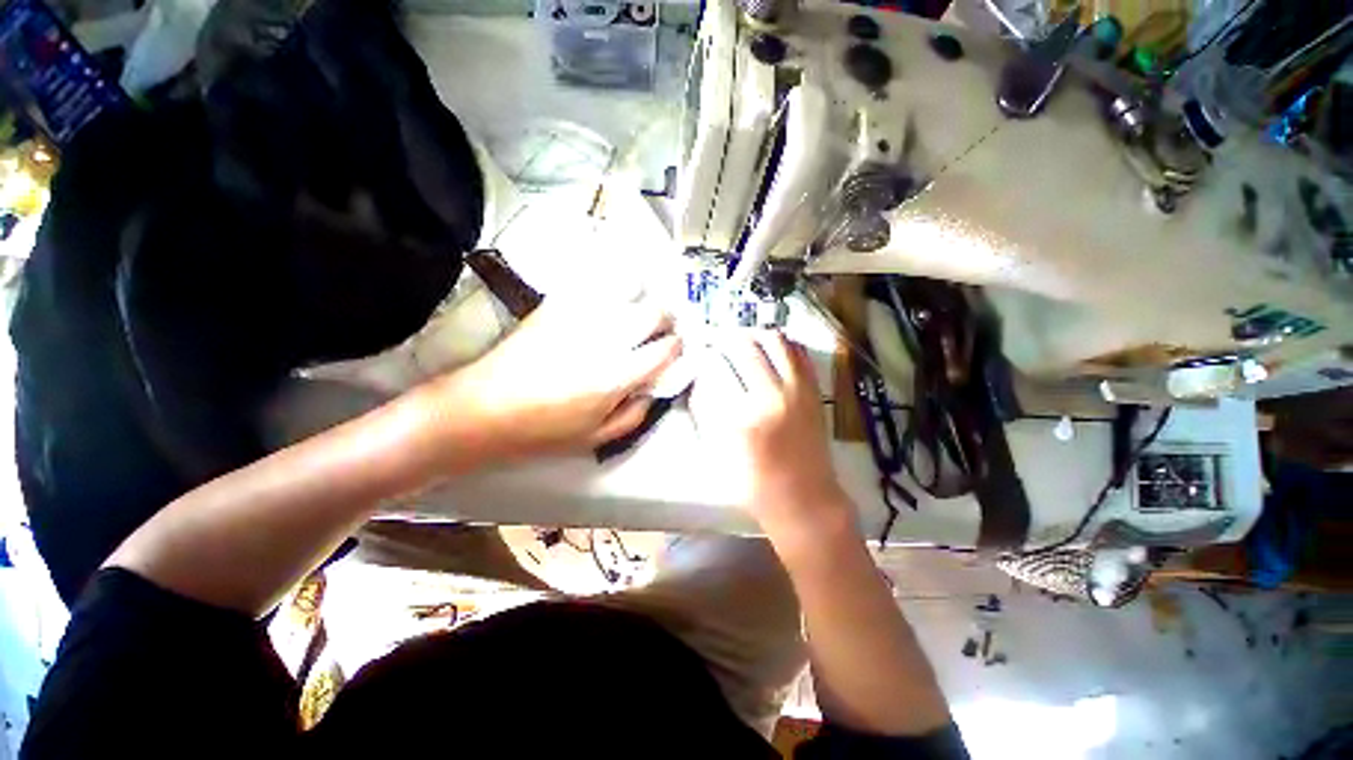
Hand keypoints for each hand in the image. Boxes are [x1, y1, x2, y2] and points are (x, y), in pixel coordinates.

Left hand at [422, 299, 680, 462]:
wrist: (482, 409)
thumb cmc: (541, 431)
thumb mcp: (596, 438)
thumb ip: (634, 414)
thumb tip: (653, 388)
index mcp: (616, 375)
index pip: (665, 348)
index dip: (676, 347)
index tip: (673, 350)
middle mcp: (604, 339)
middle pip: (653, 311)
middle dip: (665, 319)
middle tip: (659, 329)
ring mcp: (579, 316)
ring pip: (628, 290)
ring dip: (640, 301)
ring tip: (634, 314)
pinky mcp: (556, 305)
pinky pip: (595, 286)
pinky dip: (611, 291)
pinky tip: (607, 304)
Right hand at [689, 331, 852, 547]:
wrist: (805, 498)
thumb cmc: (754, 484)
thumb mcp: (718, 451)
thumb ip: (706, 411)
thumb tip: (701, 378)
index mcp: (742, 418)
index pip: (715, 369)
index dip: (703, 357)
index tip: (698, 355)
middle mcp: (772, 396)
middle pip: (744, 346)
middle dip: (724, 339)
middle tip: (716, 344)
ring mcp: (798, 390)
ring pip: (774, 340)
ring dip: (753, 335)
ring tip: (742, 341)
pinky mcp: (814, 390)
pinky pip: (798, 352)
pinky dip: (781, 343)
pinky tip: (768, 349)